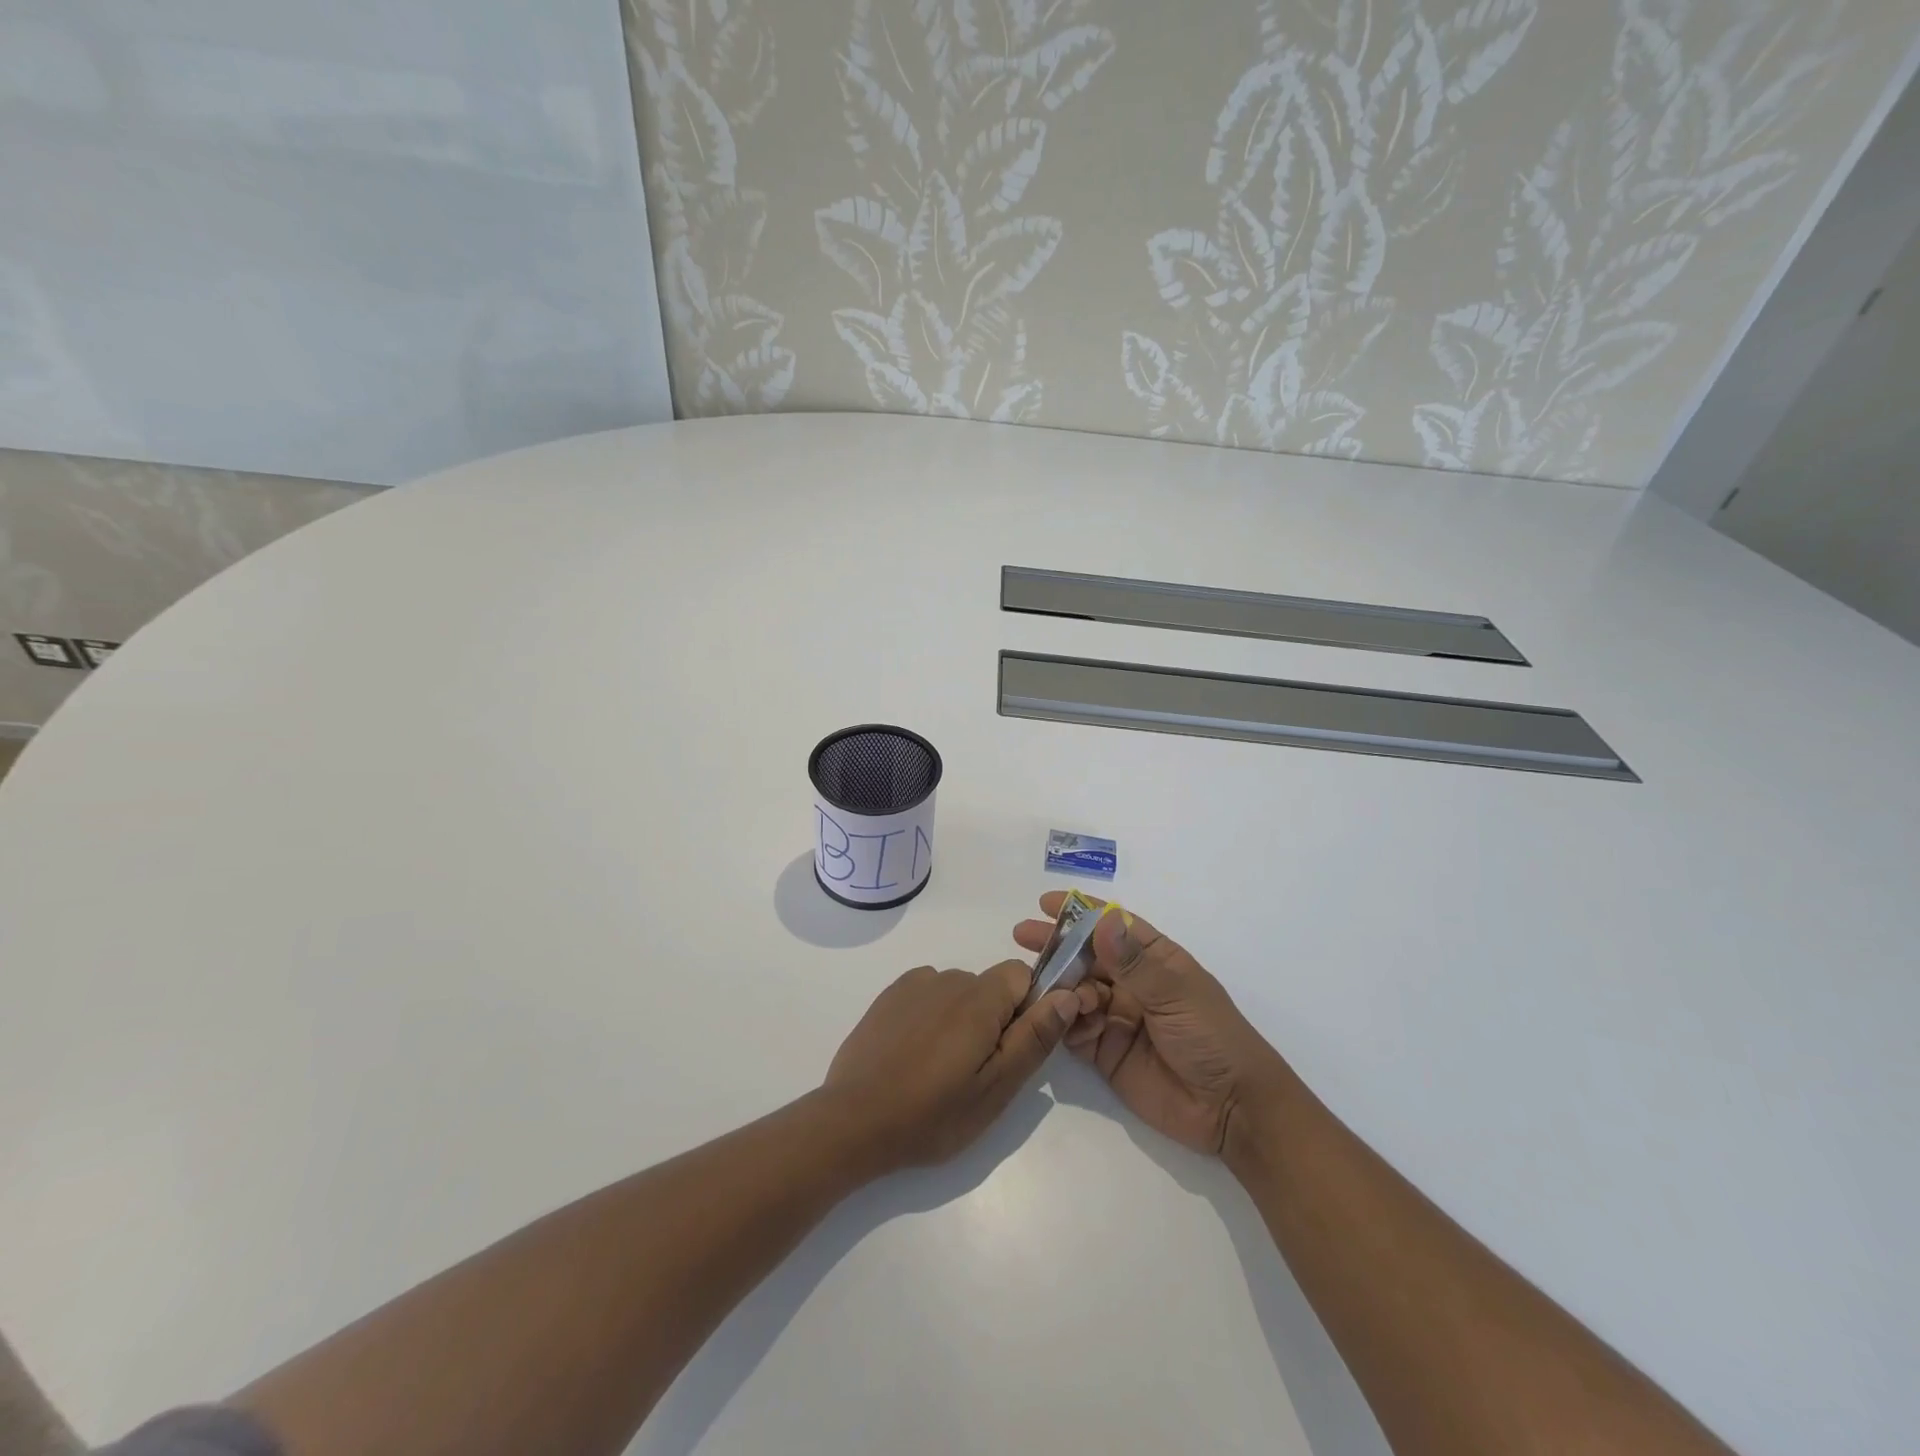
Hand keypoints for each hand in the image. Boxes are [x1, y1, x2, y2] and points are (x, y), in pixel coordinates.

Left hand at [824, 961, 1080, 1173]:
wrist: (853, 1121)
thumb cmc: (932, 1114)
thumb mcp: (996, 1088)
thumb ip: (1034, 1037)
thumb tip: (1069, 994)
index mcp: (979, 998)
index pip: (1022, 976)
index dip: (1028, 1009)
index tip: (1012, 1050)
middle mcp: (948, 978)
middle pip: (990, 986)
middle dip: (994, 1019)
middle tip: (976, 1072)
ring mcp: (914, 985)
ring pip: (958, 992)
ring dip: (962, 1019)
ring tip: (941, 1069)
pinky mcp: (889, 996)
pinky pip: (928, 995)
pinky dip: (932, 1017)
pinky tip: (915, 1056)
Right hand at [1013, 893, 1287, 1156]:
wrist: (1232, 1111)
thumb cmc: (1213, 1038)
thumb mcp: (1176, 995)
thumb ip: (1134, 964)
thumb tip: (1099, 924)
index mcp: (1156, 960)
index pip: (1114, 926)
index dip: (1081, 912)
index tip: (1047, 903)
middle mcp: (1133, 984)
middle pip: (1087, 957)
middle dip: (1057, 945)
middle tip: (1023, 936)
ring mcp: (1118, 1017)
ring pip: (1076, 991)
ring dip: (1060, 985)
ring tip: (1047, 988)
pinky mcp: (1106, 1052)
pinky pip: (1074, 1029)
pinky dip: (1062, 1021)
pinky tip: (1060, 1018)